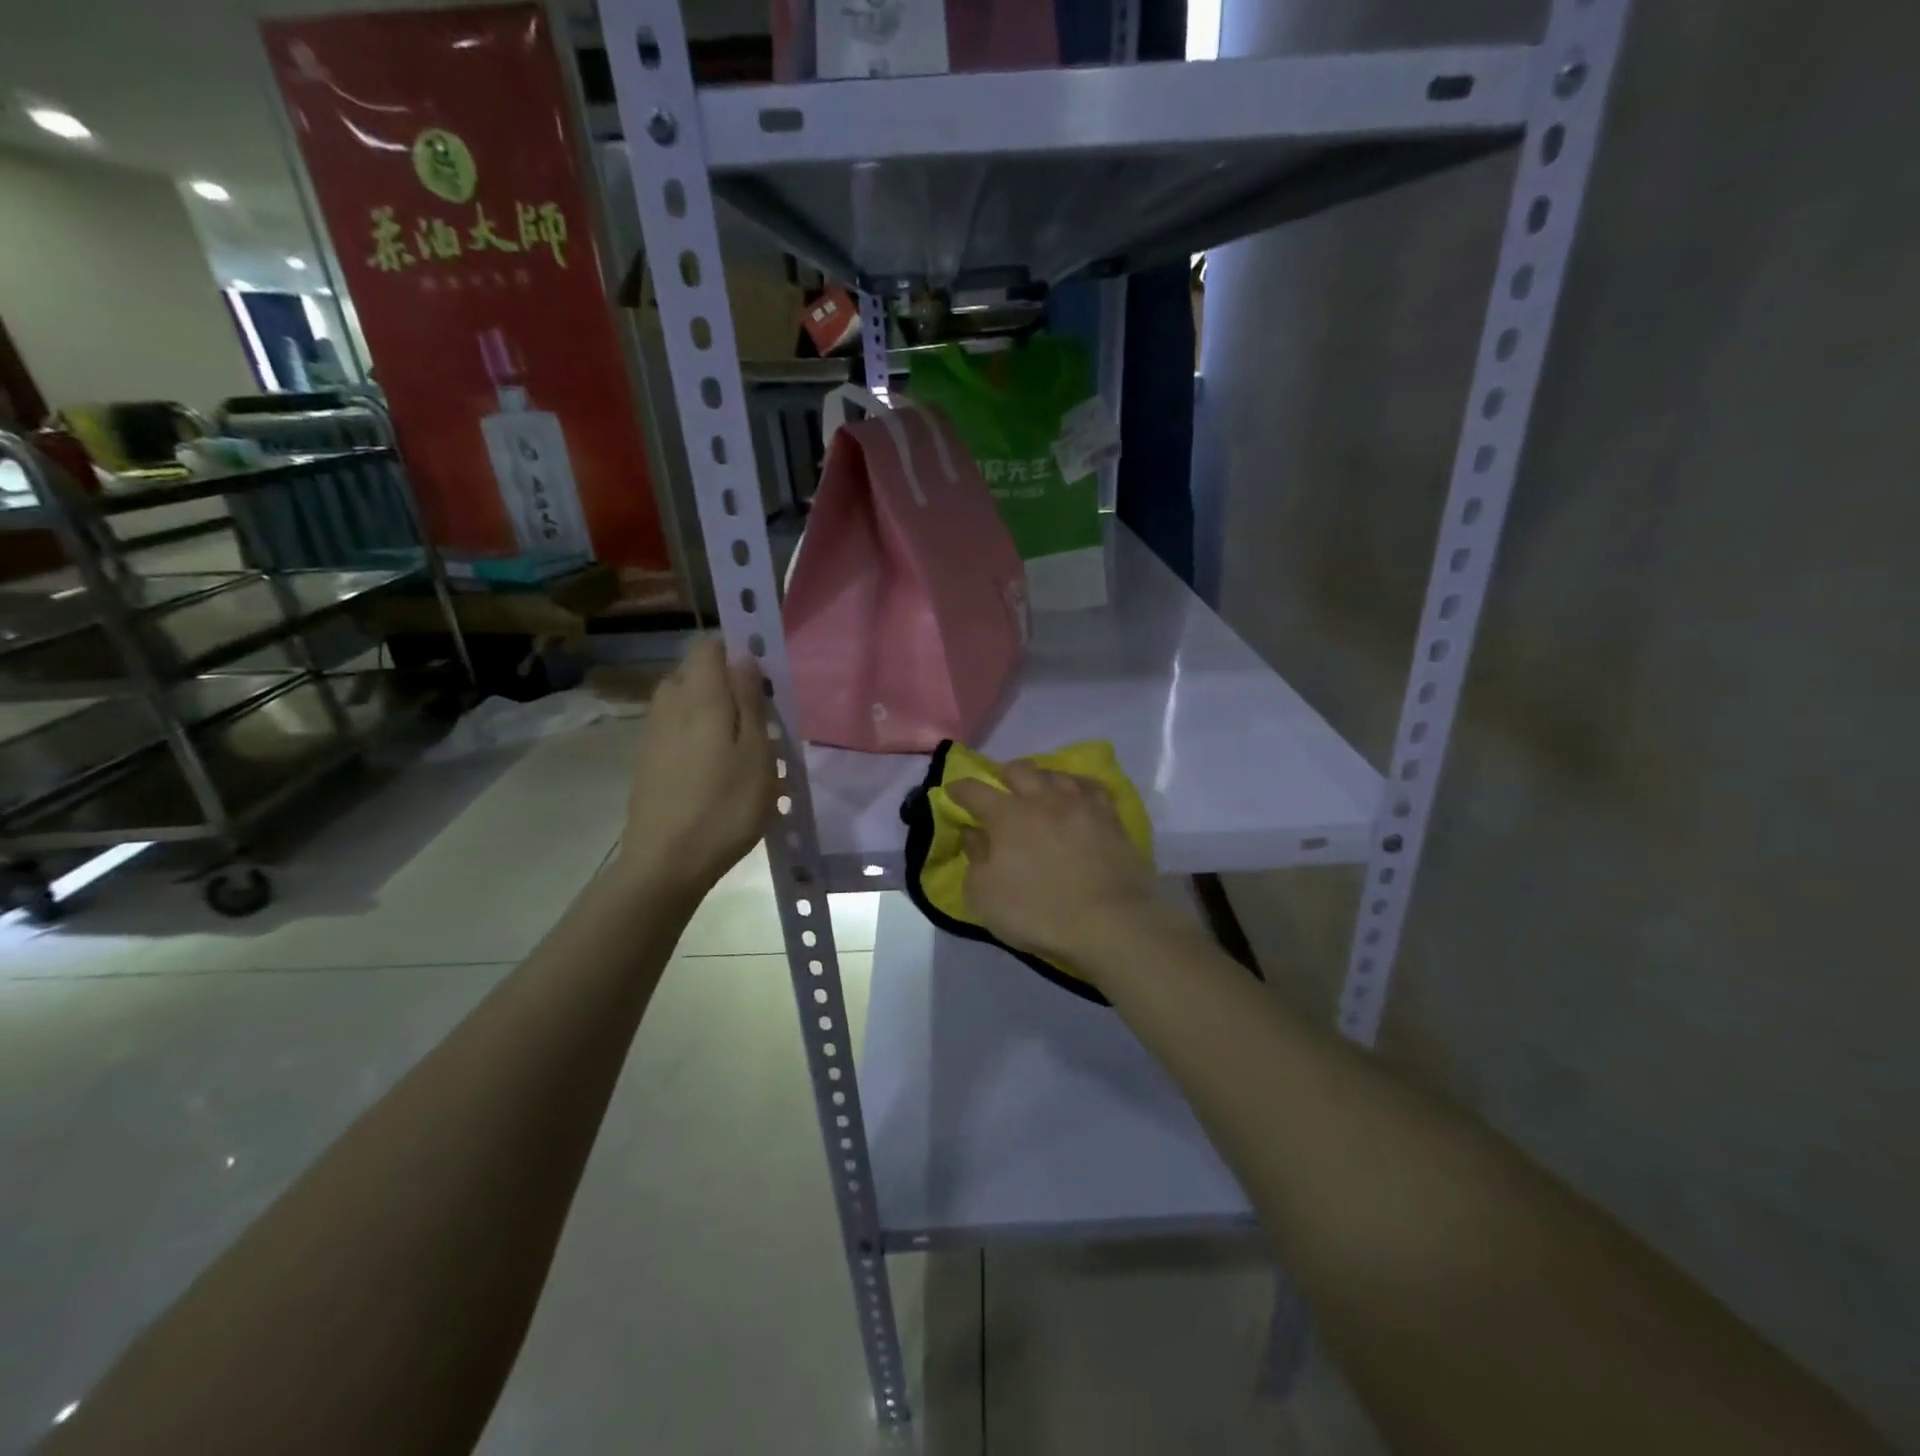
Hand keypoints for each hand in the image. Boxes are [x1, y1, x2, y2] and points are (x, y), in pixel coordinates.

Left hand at [618, 638, 775, 899]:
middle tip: (758, 717)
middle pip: (694, 674)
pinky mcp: (646, 762)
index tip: (762, 675)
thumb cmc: (725, 807)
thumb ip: (749, 700)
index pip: (708, 646)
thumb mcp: (756, 753)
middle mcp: (668, 706)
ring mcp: (652, 735)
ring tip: (740, 746)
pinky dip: (696, 735)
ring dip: (711, 711)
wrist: (666, 864)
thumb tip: (743, 657)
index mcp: (698, 697)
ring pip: (684, 703)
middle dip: (725, 683)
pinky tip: (714, 769)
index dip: (735, 650)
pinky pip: (675, 730)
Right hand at [946, 763, 1158, 972]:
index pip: (975, 791)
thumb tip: (973, 832)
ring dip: (1041, 777)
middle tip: (999, 786)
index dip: (960, 789)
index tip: (953, 791)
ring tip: (1038, 787)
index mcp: (1008, 815)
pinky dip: (1077, 786)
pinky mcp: (1111, 817)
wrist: (1111, 923)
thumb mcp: (986, 896)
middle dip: (1003, 774)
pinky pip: (1091, 788)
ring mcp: (1081, 804)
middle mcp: (1043, 799)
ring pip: (1056, 774)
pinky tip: (1077, 794)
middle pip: (1020, 770)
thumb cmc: (1039, 913)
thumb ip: (975, 858)